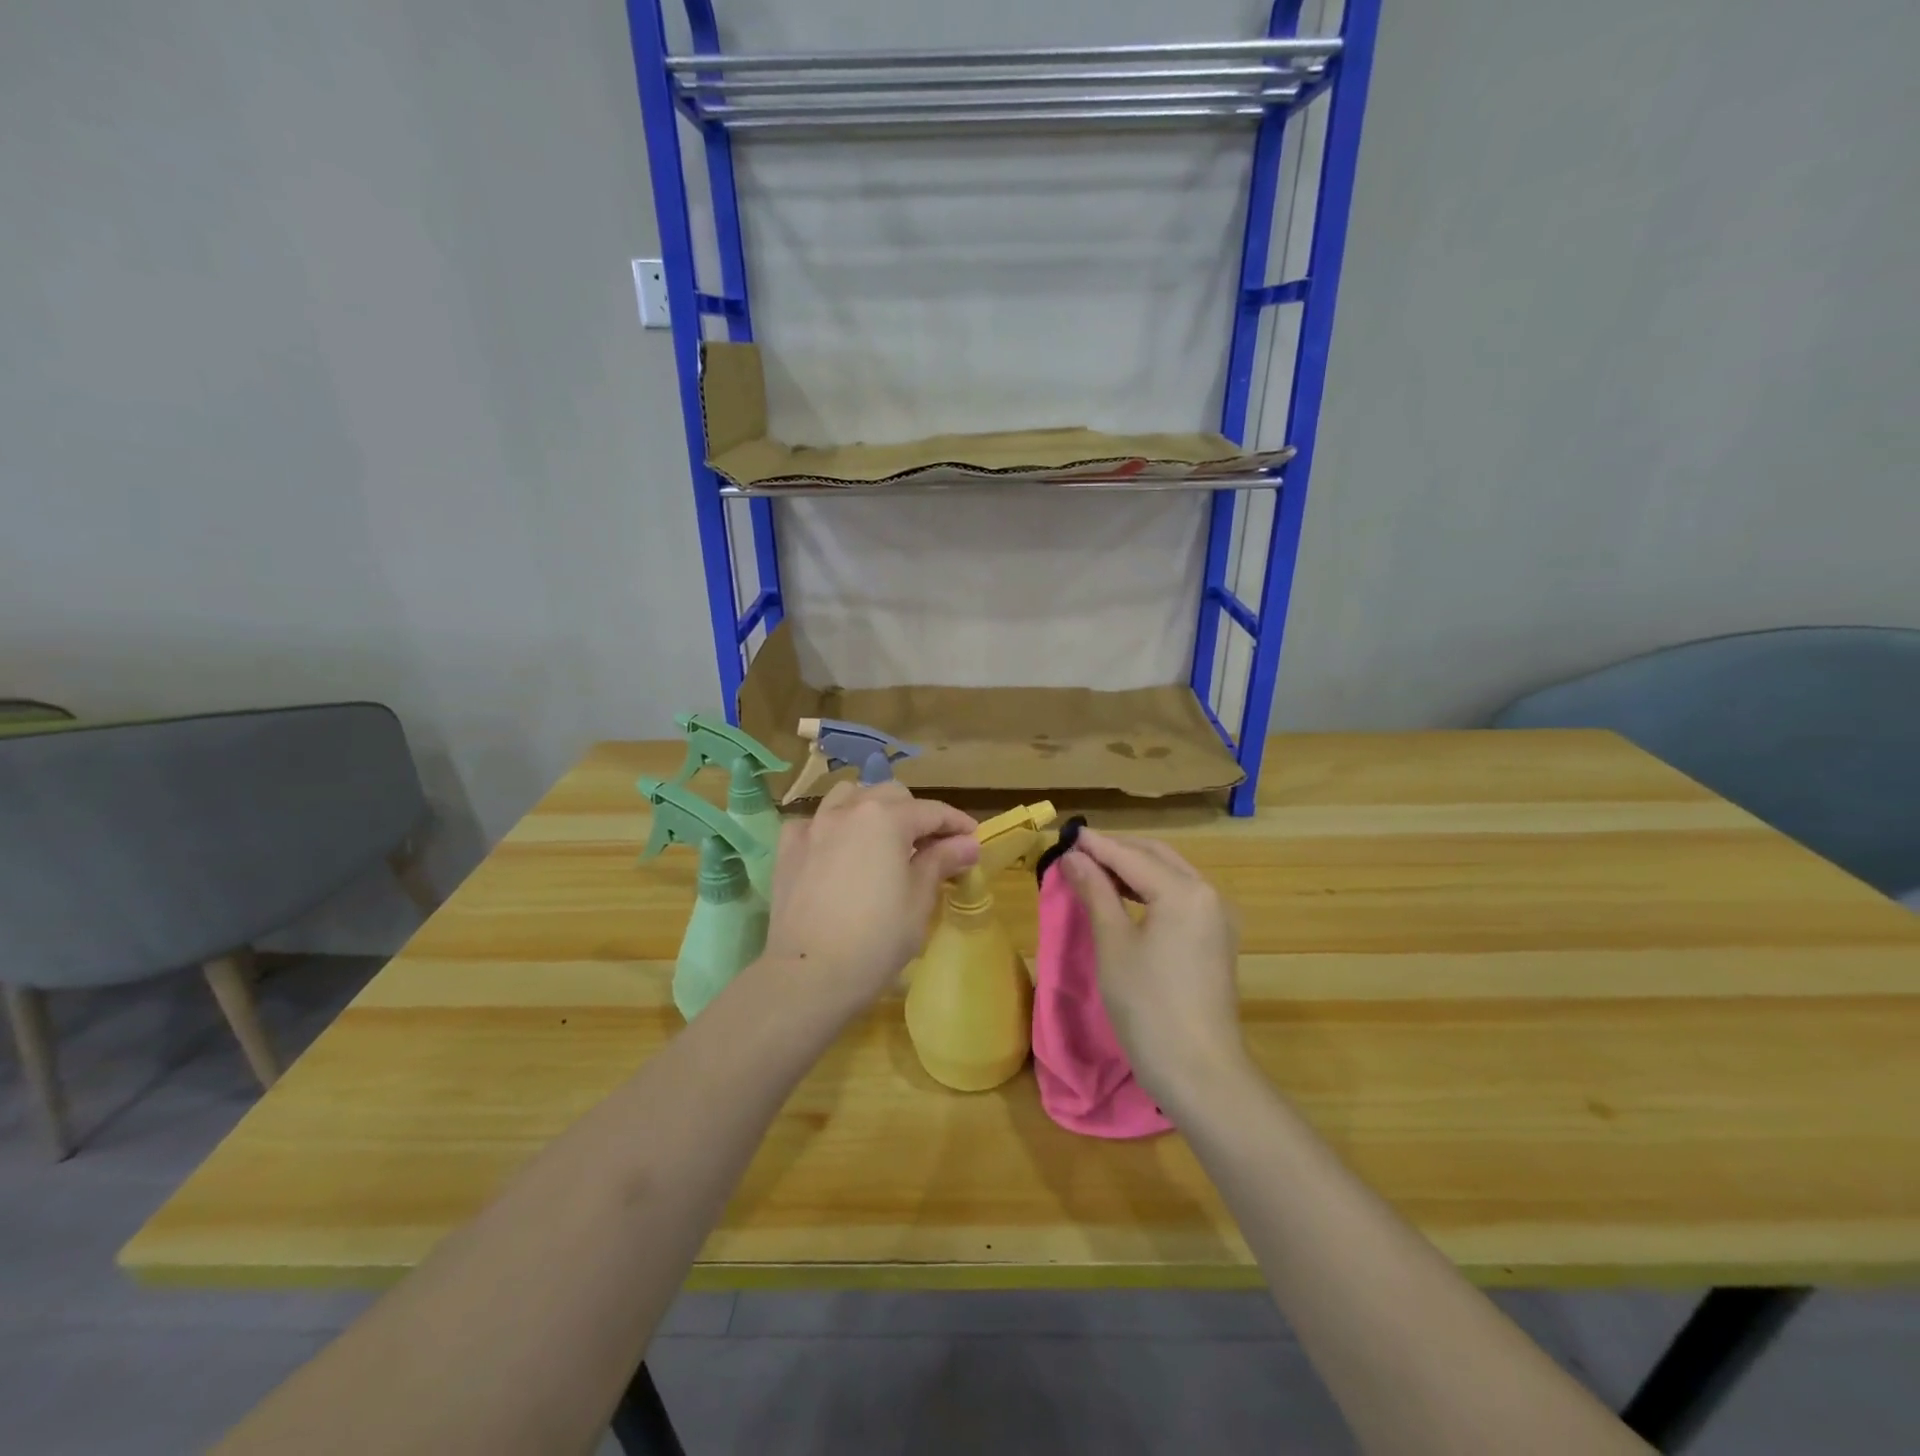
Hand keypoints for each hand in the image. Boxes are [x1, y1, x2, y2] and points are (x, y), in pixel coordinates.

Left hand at [761, 781, 978, 1016]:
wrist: (808, 975)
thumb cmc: (876, 939)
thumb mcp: (919, 901)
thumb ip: (941, 861)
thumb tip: (967, 843)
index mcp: (886, 818)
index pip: (932, 811)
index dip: (956, 824)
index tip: (973, 840)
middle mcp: (848, 811)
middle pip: (890, 795)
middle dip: (915, 813)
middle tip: (930, 846)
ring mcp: (814, 826)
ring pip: (848, 796)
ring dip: (872, 809)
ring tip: (882, 838)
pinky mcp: (788, 849)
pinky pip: (814, 822)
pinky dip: (832, 828)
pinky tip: (837, 851)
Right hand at [1057, 829, 1248, 1108]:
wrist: (1200, 1072)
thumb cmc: (1148, 1006)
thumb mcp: (1113, 944)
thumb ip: (1095, 892)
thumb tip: (1073, 857)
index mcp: (1184, 890)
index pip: (1131, 855)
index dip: (1095, 845)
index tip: (1064, 835)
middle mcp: (1208, 894)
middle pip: (1156, 857)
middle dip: (1117, 851)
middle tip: (1076, 853)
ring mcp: (1217, 918)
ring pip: (1170, 876)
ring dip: (1133, 869)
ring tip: (1093, 871)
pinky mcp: (1217, 939)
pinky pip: (1180, 898)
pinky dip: (1150, 890)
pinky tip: (1123, 898)